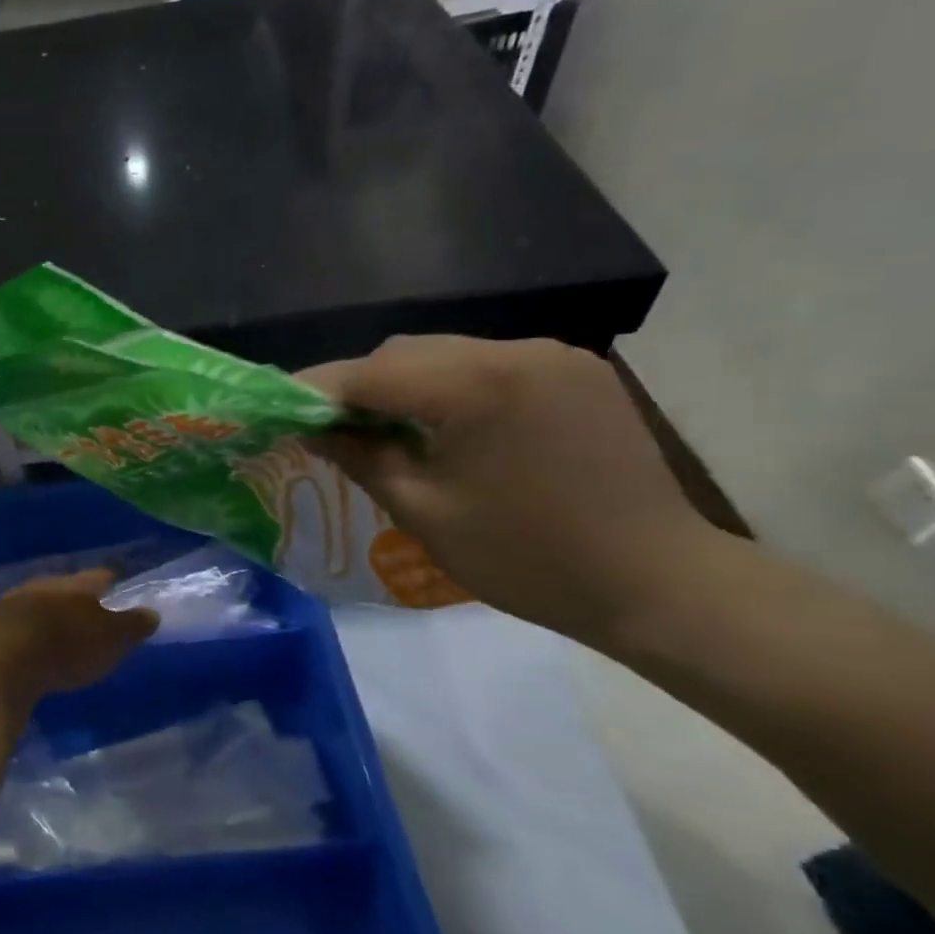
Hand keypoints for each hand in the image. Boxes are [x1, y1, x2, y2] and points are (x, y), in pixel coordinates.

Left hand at [0, 569, 157, 706]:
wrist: (0, 661)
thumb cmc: (66, 647)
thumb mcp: (112, 641)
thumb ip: (132, 626)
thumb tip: (151, 612)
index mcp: (75, 586)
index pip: (99, 577)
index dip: (109, 581)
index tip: (116, 584)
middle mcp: (42, 585)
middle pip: (62, 587)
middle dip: (72, 597)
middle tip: (83, 609)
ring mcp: (10, 603)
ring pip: (32, 601)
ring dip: (41, 612)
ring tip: (50, 628)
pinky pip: (7, 623)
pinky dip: (15, 630)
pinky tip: (16, 642)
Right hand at [299, 336, 722, 647]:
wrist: (656, 581)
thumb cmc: (527, 558)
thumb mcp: (425, 512)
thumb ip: (362, 457)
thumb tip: (313, 427)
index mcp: (477, 387)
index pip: (371, 372)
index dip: (317, 388)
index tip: (278, 407)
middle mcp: (515, 351)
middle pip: (407, 352)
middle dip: (359, 385)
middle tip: (329, 428)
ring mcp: (552, 356)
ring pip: (446, 354)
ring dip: (403, 384)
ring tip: (383, 429)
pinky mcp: (575, 371)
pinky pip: (487, 365)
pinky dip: (449, 387)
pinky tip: (443, 425)